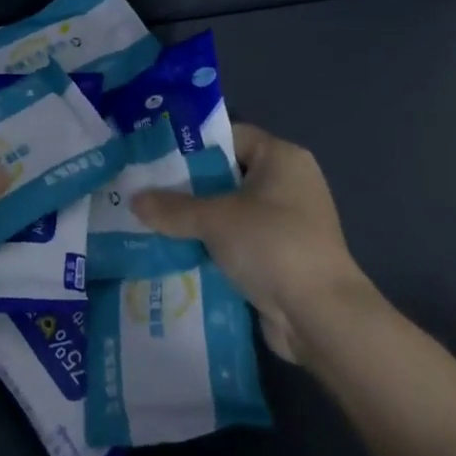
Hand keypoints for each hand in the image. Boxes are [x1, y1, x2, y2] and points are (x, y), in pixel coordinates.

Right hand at [132, 122, 371, 361]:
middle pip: (226, 175)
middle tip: (146, 191)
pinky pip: (238, 242)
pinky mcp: (282, 257)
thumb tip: (134, 200)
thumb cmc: (272, 245)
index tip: (153, 157)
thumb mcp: (215, 219)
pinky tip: (177, 252)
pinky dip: (213, 247)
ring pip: (229, 212)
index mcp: (281, 158)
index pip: (229, 137)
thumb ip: (172, 207)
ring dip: (197, 221)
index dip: (191, 145)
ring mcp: (287, 223)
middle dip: (187, 187)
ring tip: (152, 222)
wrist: (321, 318)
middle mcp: (288, 184)